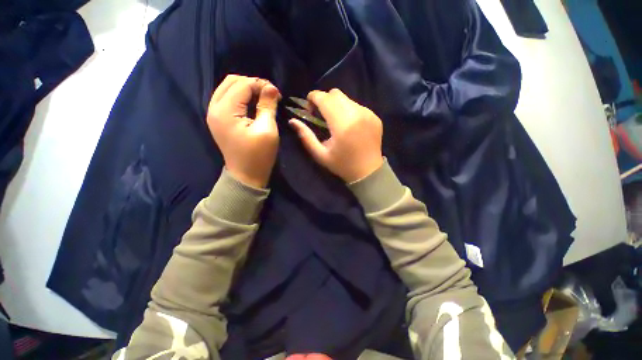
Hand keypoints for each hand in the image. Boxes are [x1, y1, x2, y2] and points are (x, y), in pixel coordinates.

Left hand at [207, 75, 280, 188]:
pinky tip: (253, 104)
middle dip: (253, 84)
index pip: (243, 85)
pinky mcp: (218, 119)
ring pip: (228, 88)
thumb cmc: (258, 156)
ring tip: (263, 98)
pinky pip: (228, 98)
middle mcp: (214, 108)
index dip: (261, 85)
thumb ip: (267, 106)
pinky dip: (241, 97)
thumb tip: (271, 88)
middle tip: (270, 94)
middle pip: (232, 81)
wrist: (246, 176)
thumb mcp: (267, 130)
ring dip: (247, 89)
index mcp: (225, 111)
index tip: (277, 94)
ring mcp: (214, 113)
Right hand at [289, 89, 383, 182]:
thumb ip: (306, 136)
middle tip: (321, 114)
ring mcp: (368, 114)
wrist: (368, 172)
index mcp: (342, 125)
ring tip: (335, 121)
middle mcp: (356, 114)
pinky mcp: (375, 116)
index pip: (324, 98)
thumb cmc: (342, 165)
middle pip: (336, 94)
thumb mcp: (320, 154)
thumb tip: (292, 121)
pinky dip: (349, 111)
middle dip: (324, 99)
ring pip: (347, 99)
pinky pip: (357, 106)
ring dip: (337, 105)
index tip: (309, 107)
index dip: (313, 97)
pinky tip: (349, 125)